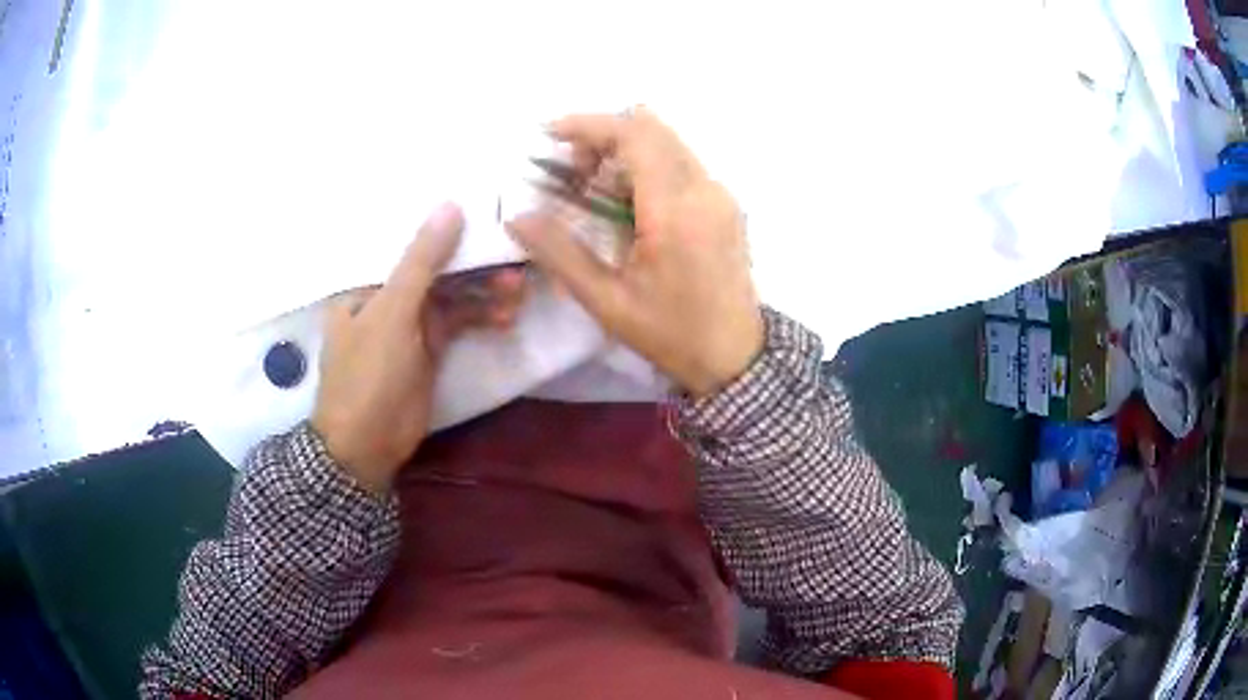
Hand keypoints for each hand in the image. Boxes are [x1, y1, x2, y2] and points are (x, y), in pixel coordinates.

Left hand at [312, 203, 525, 492]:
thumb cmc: (368, 375)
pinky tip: (507, 317)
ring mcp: (409, 323)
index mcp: (366, 280)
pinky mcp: (429, 348)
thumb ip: (422, 261)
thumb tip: (450, 205)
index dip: (445, 229)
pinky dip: (481, 318)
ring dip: (484, 291)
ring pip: (451, 295)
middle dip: (473, 264)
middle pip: (435, 268)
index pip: (408, 243)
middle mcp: (387, 295)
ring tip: (518, 290)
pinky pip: (458, 322)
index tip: (486, 215)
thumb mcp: (393, 313)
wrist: (368, 445)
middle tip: (514, 259)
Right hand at [507, 108, 762, 397]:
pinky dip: (647, 165)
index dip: (589, 125)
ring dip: (625, 149)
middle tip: (571, 170)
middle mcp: (705, 189)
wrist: (735, 357)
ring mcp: (721, 194)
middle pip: (652, 129)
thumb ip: (559, 253)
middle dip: (604, 135)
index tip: (551, 134)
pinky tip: (627, 202)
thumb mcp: (607, 301)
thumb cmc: (671, 334)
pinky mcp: (726, 204)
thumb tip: (517, 217)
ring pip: (668, 142)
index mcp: (675, 210)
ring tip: (593, 187)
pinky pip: (682, 163)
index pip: (634, 135)